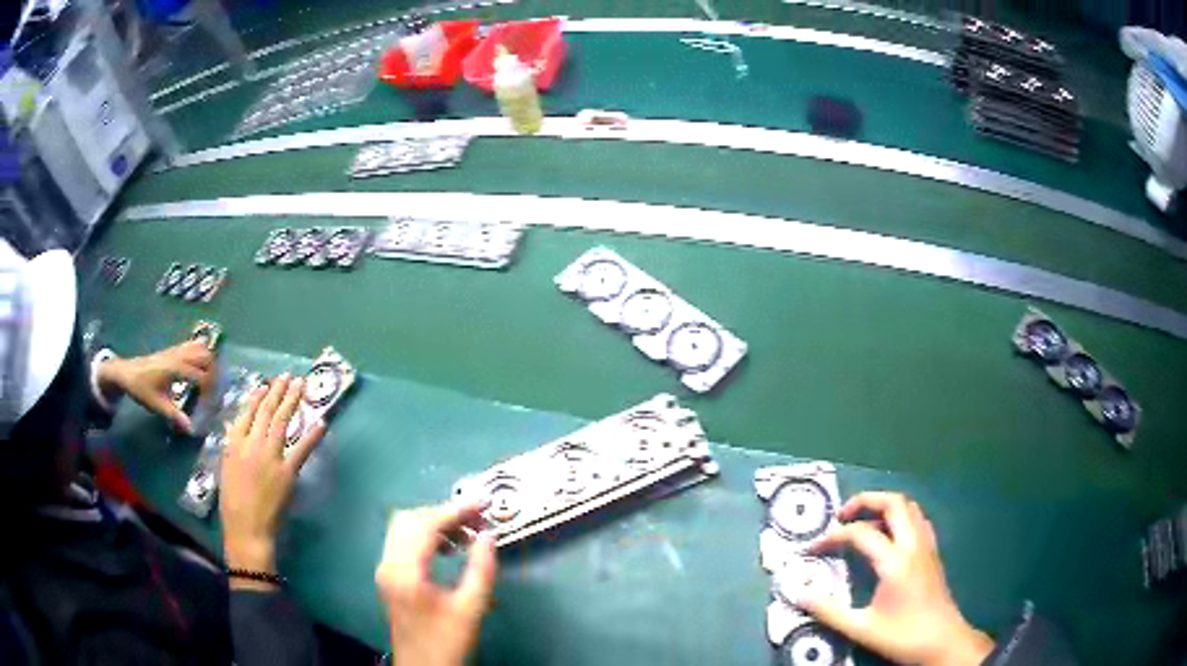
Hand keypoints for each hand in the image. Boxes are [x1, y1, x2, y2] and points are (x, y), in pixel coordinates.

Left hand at [97, 341, 214, 433]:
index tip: (214, 402)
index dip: (209, 389)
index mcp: (175, 369)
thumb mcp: (157, 405)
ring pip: (199, 347)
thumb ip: (174, 416)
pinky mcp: (174, 350)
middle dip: (214, 371)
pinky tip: (203, 364)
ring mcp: (176, 351)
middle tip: (216, 390)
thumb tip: (191, 429)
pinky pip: (192, 345)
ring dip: (209, 360)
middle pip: (204, 356)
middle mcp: (178, 356)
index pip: (200, 375)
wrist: (127, 372)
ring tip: (213, 378)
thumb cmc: (141, 388)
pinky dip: (201, 352)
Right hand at [220, 375, 323, 588]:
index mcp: (234, 443)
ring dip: (292, 401)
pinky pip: (301, 449)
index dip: (258, 397)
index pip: (246, 413)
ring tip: (301, 386)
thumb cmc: (232, 503)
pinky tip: (321, 422)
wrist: (247, 528)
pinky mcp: (287, 472)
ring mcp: (270, 456)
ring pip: (281, 422)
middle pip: (266, 412)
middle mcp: (251, 443)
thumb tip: (234, 426)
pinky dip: (312, 435)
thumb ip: (231, 446)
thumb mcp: (225, 469)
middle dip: (278, 391)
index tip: (266, 385)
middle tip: (289, 376)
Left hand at [376, 501, 497, 665]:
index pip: (424, 525)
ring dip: (433, 523)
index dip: (454, 510)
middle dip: (442, 513)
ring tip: (466, 534)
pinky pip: (402, 542)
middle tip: (475, 519)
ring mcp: (385, 570)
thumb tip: (489, 535)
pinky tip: (448, 548)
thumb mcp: (471, 609)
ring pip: (403, 528)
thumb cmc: (446, 642)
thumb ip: (481, 570)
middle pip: (408, 519)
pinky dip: (424, 536)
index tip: (481, 504)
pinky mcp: (389, 577)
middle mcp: (388, 564)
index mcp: (405, 571)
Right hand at [799, 492, 993, 665]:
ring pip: (909, 508)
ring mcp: (927, 547)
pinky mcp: (933, 554)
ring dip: (884, 506)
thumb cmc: (903, 635)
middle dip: (865, 501)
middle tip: (842, 516)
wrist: (943, 641)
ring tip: (863, 522)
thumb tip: (798, 595)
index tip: (812, 549)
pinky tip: (889, 537)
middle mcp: (913, 545)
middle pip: (893, 502)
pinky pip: (918, 520)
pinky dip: (900, 517)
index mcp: (895, 560)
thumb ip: (829, 611)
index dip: (833, 536)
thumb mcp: (861, 628)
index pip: (861, 533)